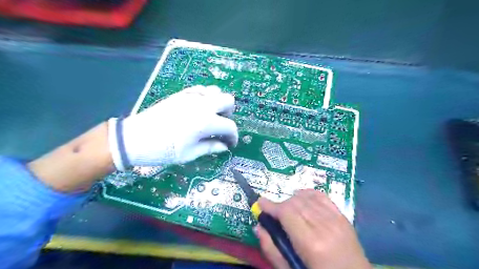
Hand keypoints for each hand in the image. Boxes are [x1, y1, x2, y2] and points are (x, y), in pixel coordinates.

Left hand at [107, 85, 235, 170]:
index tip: (230, 144)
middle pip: (228, 100)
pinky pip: (201, 90)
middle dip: (229, 114)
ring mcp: (192, 96)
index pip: (230, 126)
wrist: (134, 138)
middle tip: (221, 126)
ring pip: (216, 91)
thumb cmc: (163, 150)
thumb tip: (224, 147)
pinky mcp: (182, 94)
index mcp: (205, 122)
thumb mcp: (189, 154)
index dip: (233, 136)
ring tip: (211, 117)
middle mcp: (202, 105)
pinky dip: (206, 97)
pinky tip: (199, 109)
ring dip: (218, 104)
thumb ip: (210, 148)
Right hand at [254, 190, 369, 268]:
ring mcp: (336, 220)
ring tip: (287, 210)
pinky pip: (322, 196)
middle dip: (280, 205)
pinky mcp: (343, 217)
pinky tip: (301, 197)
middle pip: (295, 203)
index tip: (260, 202)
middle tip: (274, 214)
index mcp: (311, 244)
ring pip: (307, 198)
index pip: (287, 213)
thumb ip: (272, 250)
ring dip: (292, 200)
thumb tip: (258, 227)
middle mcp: (324, 227)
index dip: (271, 206)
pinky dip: (308, 194)